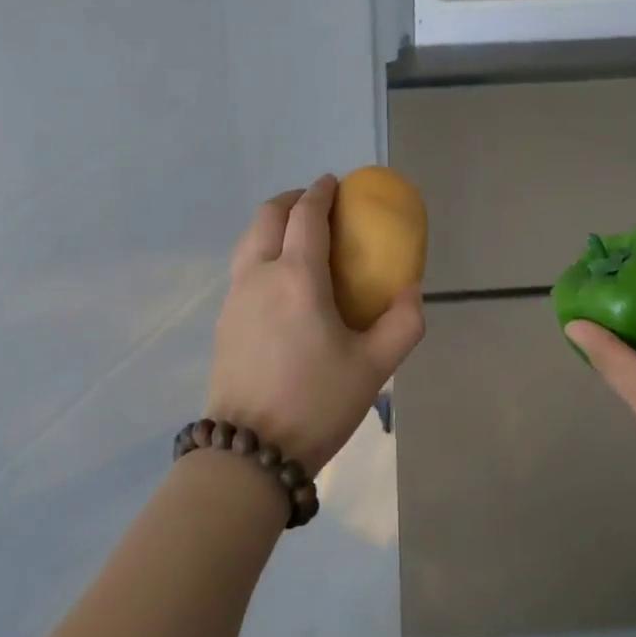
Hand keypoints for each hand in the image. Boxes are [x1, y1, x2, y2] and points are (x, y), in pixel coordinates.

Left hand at [207, 176, 425, 474]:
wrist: (248, 453)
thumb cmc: (316, 403)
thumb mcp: (374, 367)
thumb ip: (403, 323)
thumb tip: (412, 291)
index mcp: (297, 277)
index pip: (306, 215)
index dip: (321, 192)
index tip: (334, 183)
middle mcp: (259, 275)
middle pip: (268, 216)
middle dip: (292, 200)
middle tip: (316, 205)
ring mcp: (235, 297)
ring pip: (249, 239)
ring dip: (272, 224)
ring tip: (298, 237)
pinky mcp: (223, 320)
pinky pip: (242, 266)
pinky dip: (262, 251)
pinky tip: (281, 281)